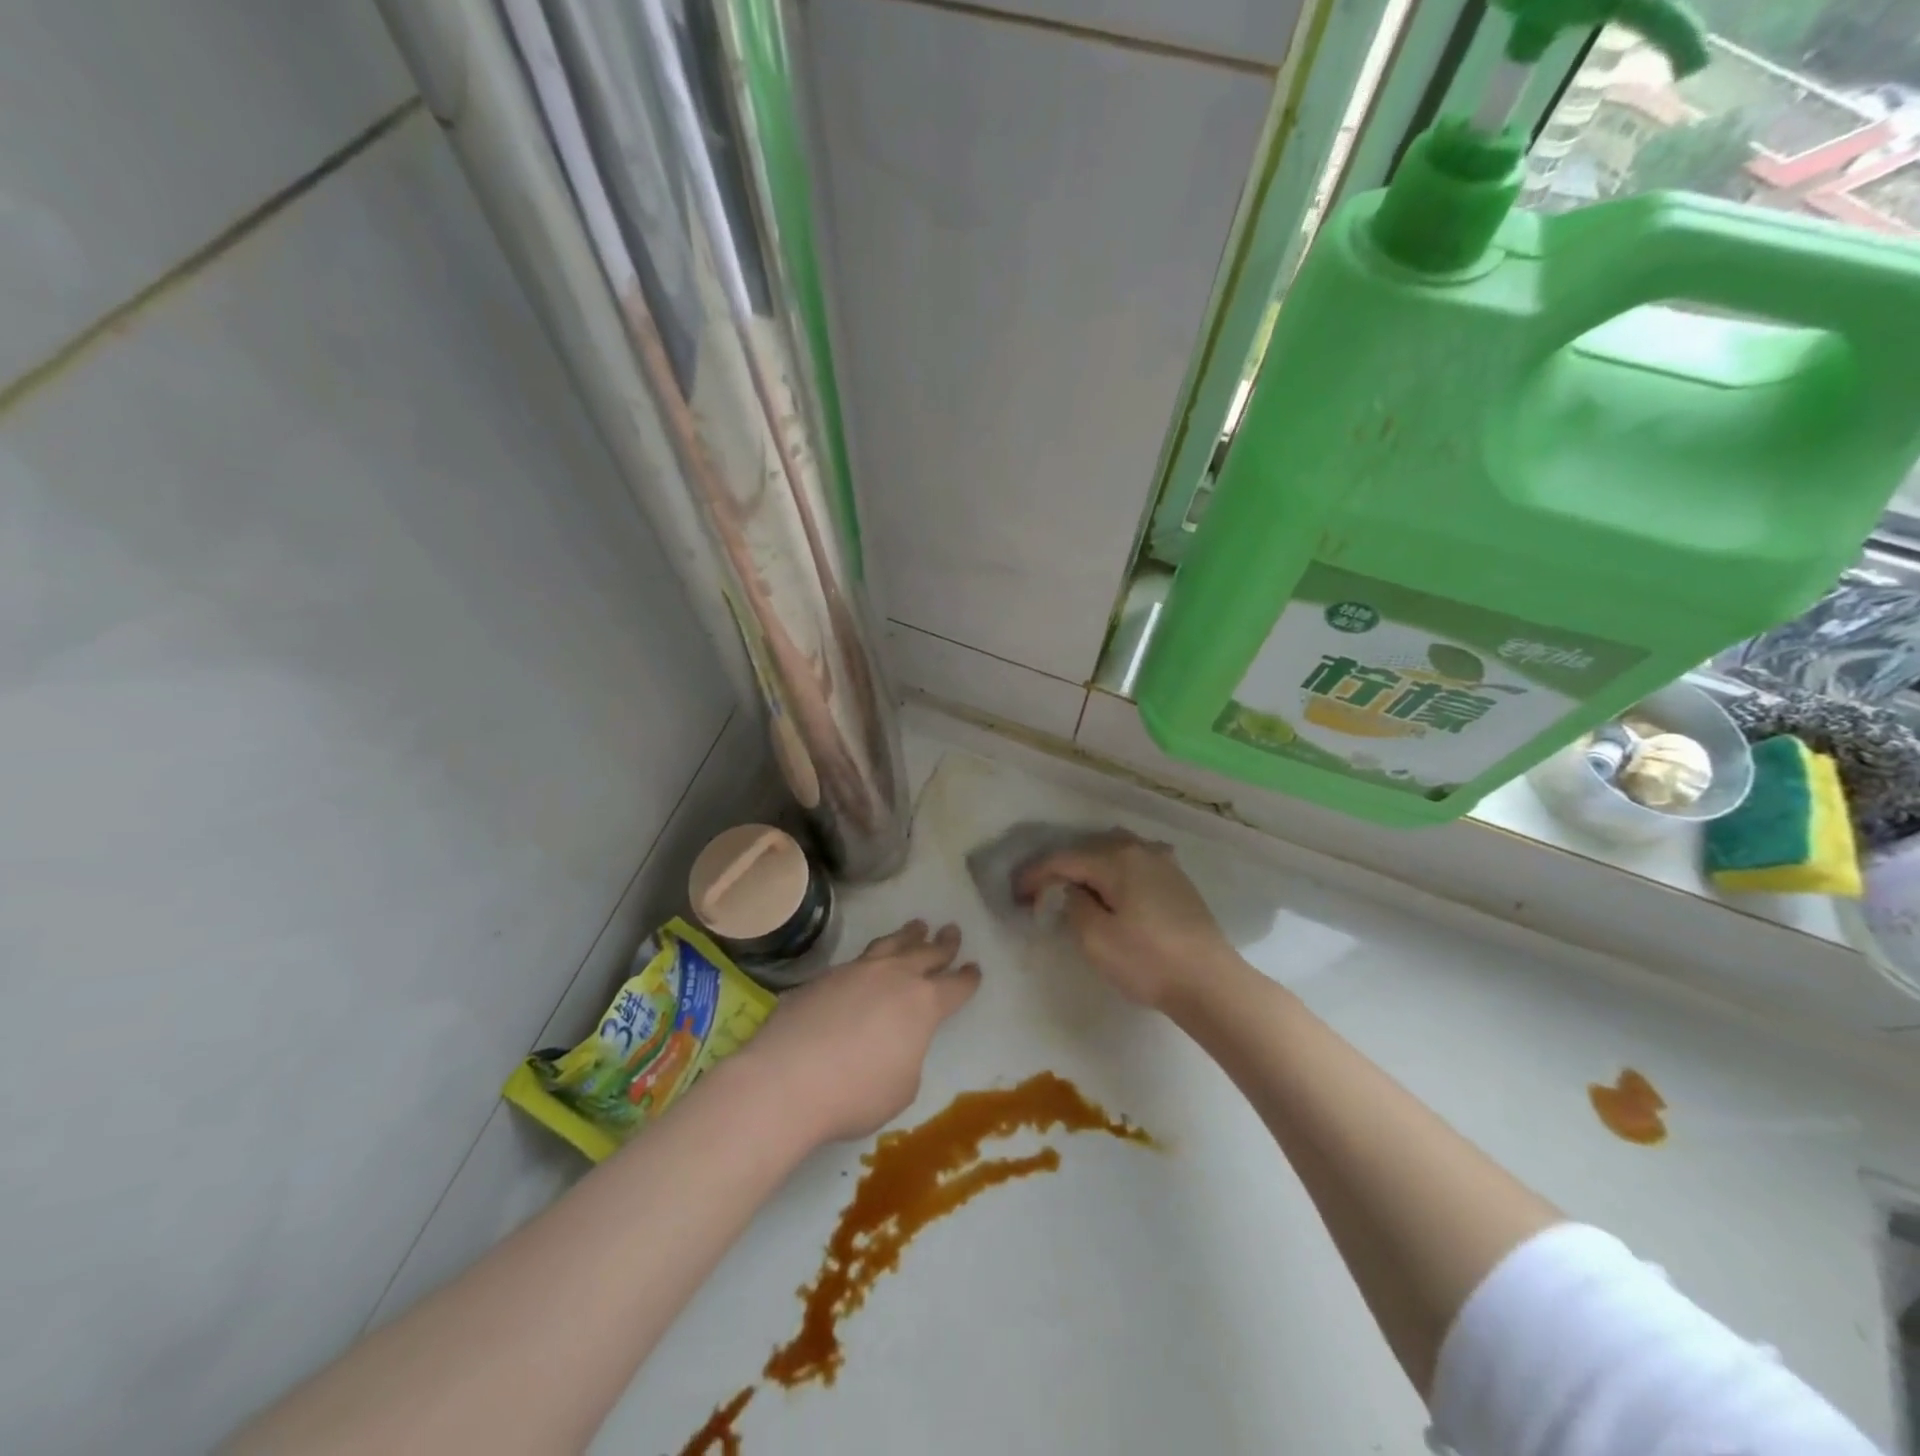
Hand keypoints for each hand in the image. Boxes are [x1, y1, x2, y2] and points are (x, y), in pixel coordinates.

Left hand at [737, 919, 980, 1143]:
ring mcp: (855, 972)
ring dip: (907, 935)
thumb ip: (907, 1056)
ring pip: (890, 945)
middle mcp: (893, 977)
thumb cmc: (856, 1093)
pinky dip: (870, 958)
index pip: (954, 987)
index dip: (967, 979)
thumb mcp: (901, 1086)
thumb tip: (894, 1041)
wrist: (787, 1079)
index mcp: (923, 1004)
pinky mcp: (822, 977)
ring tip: (916, 926)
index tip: (975, 968)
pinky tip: (866, 964)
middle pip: (925, 953)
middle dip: (942, 944)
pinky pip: (855, 961)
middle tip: (952, 931)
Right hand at [1015, 829, 1236, 1011]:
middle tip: (1041, 892)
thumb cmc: (1148, 961)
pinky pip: (1135, 865)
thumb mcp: (1096, 938)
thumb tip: (1072, 891)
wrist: (1211, 983)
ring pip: (1114, 853)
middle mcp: (1140, 850)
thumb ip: (1074, 905)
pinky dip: (1114, 874)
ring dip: (1089, 868)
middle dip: (1062, 868)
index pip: (1064, 859)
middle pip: (1089, 849)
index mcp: (1116, 859)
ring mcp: (1163, 863)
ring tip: (1074, 890)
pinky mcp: (1177, 881)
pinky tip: (1112, 892)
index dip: (1035, 874)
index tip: (1016, 893)